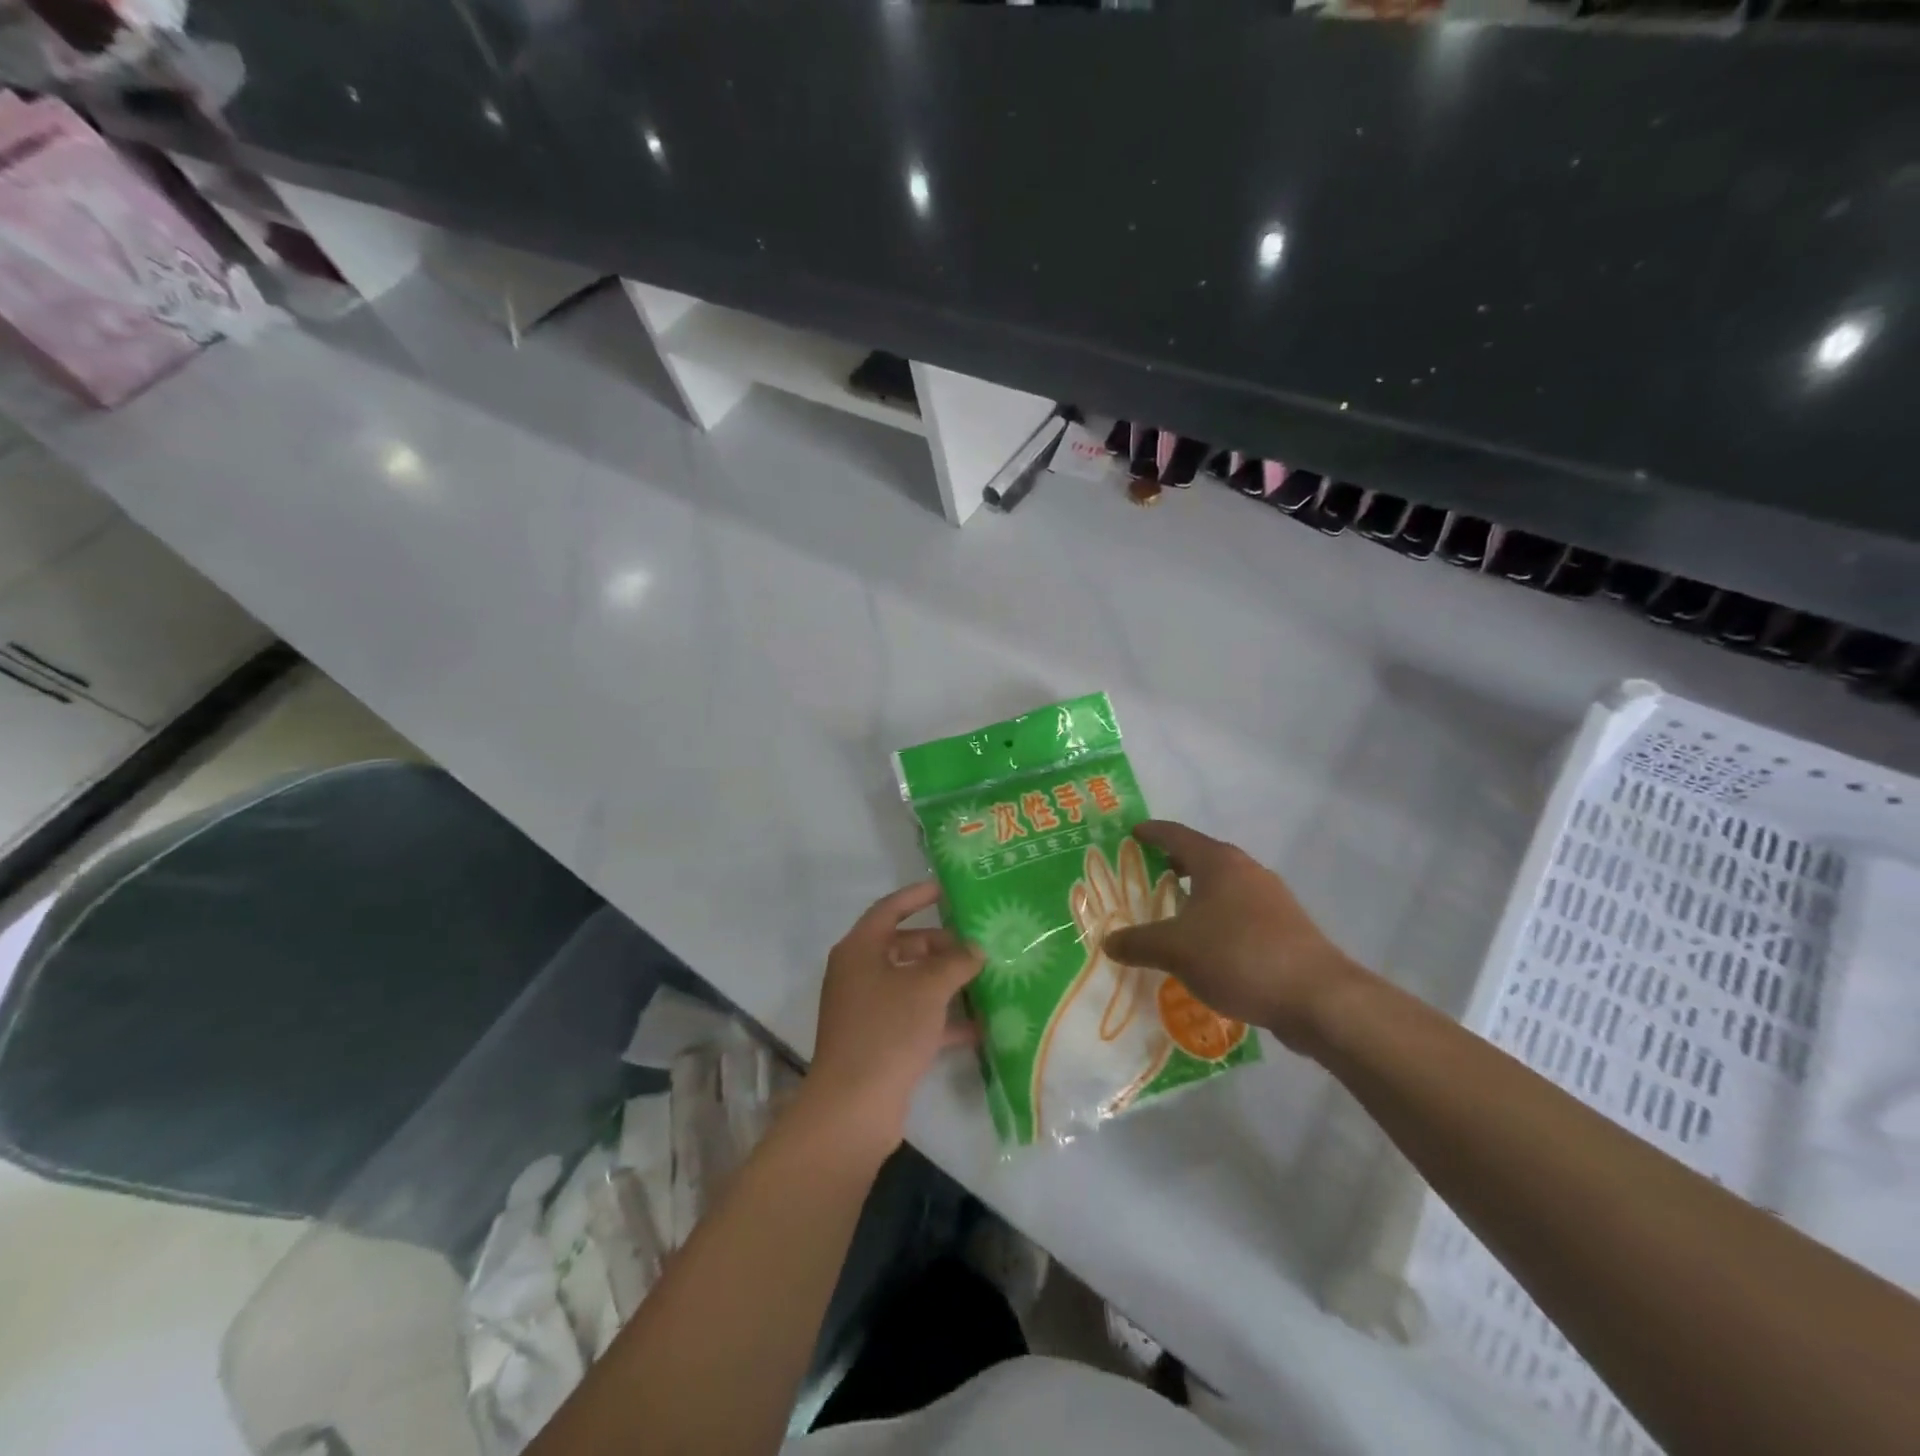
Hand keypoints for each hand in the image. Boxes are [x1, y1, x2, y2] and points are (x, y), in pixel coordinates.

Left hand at [804, 882, 983, 1148]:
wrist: (853, 1107)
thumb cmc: (887, 1030)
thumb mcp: (927, 988)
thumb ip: (955, 962)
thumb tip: (975, 950)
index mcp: (859, 950)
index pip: (889, 909)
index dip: (917, 896)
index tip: (947, 889)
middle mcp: (859, 974)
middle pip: (903, 947)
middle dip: (941, 945)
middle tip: (978, 945)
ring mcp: (868, 1010)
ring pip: (911, 984)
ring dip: (945, 982)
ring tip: (985, 979)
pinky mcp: (879, 1042)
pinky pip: (914, 1018)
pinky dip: (942, 1019)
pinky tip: (979, 1026)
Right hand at [1101, 821, 1363, 1051]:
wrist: (1317, 997)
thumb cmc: (1238, 956)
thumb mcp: (1175, 950)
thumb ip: (1138, 943)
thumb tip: (1108, 942)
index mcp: (1218, 862)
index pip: (1176, 834)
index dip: (1152, 832)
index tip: (1133, 833)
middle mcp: (1247, 871)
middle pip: (1203, 858)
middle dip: (1174, 865)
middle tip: (1146, 877)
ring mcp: (1272, 899)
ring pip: (1224, 887)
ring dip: (1198, 895)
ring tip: (1173, 914)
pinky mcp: (1286, 928)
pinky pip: (1241, 913)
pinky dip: (1218, 920)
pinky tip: (1207, 948)